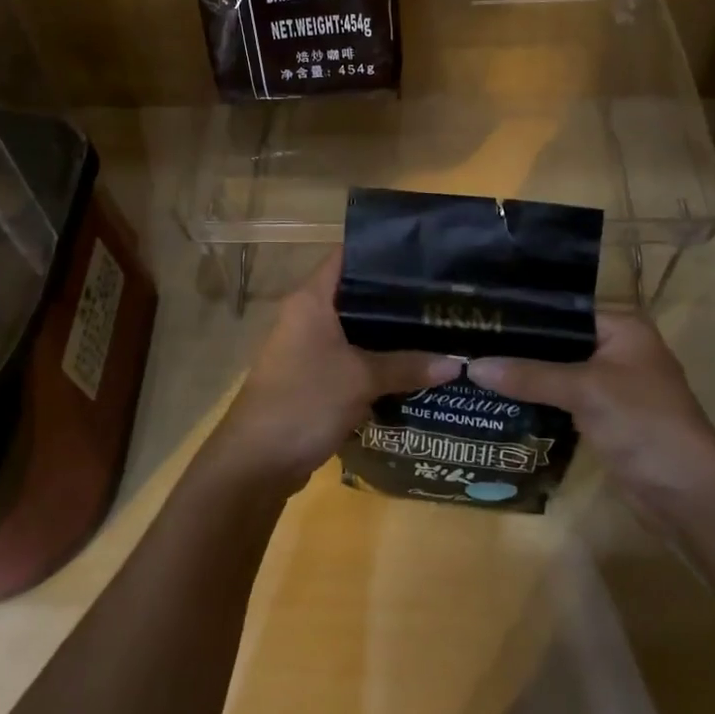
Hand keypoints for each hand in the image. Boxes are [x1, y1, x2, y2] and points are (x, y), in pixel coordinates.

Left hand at [212, 253, 461, 487]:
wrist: (257, 462)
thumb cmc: (305, 401)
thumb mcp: (362, 379)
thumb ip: (407, 366)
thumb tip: (457, 363)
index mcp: (311, 299)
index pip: (347, 257)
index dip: (381, 251)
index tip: (421, 255)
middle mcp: (306, 316)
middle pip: (355, 296)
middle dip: (394, 299)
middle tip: (438, 298)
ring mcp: (306, 348)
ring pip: (355, 332)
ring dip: (387, 336)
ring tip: (434, 330)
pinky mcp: (311, 378)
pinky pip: (349, 360)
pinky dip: (375, 363)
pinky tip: (411, 368)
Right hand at [465, 312, 714, 519]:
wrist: (688, 494)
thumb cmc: (643, 423)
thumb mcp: (584, 390)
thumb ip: (529, 375)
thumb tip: (472, 366)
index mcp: (622, 328)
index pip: (562, 309)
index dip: (523, 313)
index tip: (480, 314)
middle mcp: (616, 349)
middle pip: (557, 341)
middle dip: (518, 346)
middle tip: (470, 341)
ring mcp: (610, 386)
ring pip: (557, 371)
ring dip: (525, 374)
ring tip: (475, 365)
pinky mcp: (603, 417)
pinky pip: (561, 399)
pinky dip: (536, 399)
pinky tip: (499, 397)